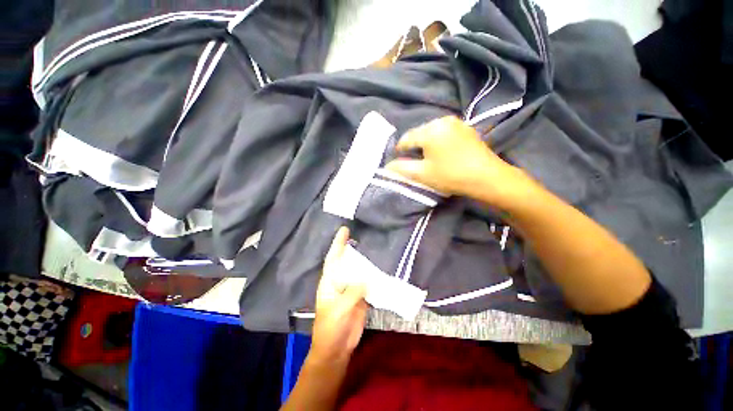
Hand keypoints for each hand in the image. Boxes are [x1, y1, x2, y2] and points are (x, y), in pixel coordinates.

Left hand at [310, 227, 367, 364]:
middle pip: (347, 261)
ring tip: (374, 248)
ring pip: (358, 270)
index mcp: (330, 281)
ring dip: (365, 261)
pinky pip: (368, 282)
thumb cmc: (331, 327)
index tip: (344, 229)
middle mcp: (340, 281)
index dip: (338, 243)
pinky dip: (373, 275)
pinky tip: (380, 268)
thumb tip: (366, 279)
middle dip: (353, 248)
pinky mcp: (361, 296)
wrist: (337, 347)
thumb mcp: (340, 308)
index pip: (333, 258)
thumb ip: (353, 292)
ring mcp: (351, 288)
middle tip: (363, 234)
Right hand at [386, 116, 530, 206]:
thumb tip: (387, 167)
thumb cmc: (451, 176)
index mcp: (429, 130)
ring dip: (426, 144)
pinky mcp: (465, 127)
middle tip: (416, 163)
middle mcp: (441, 120)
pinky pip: (443, 132)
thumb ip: (401, 168)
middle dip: (414, 147)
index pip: (406, 139)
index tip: (400, 163)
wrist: (487, 177)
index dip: (400, 151)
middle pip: (418, 134)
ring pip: (431, 132)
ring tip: (429, 159)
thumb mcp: (422, 174)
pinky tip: (443, 153)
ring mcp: (456, 122)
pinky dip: (438, 141)